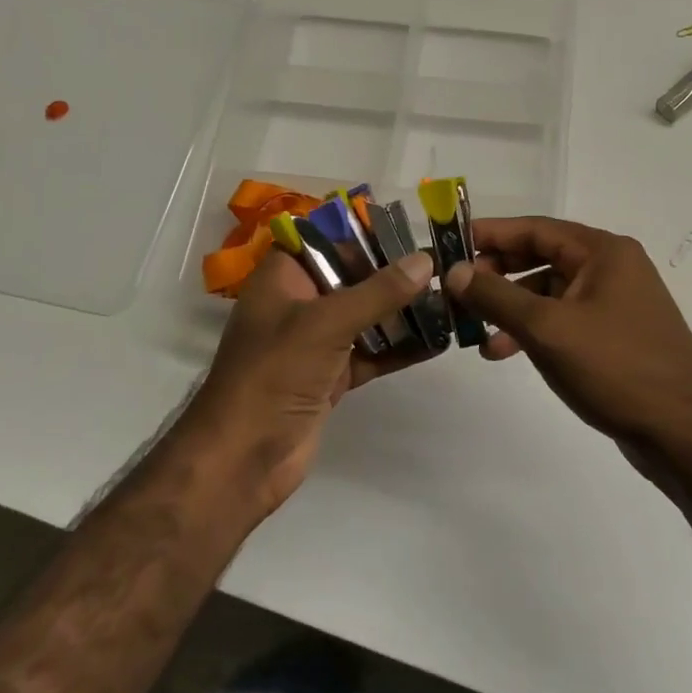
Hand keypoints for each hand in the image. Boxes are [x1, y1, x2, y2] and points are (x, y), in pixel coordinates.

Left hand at [177, 248, 438, 517]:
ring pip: (365, 316)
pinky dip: (400, 348)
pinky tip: (438, 340)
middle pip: (351, 278)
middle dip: (393, 274)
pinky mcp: (331, 377)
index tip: (408, 233)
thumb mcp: (327, 323)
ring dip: (402, 311)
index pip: (323, 240)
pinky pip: (372, 353)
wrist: (242, 460)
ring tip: (449, 299)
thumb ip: (378, 292)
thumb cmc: (274, 374)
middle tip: (441, 266)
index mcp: (283, 279)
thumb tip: (425, 261)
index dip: (362, 234)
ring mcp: (315, 343)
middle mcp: (299, 304)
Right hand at [443, 217, 691, 455]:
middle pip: (541, 257)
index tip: (451, 244)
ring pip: (549, 291)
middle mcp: (612, 267)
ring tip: (474, 330)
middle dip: (497, 273)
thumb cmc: (615, 368)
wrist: (683, 434)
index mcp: (603, 251)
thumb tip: (453, 272)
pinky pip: (563, 318)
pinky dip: (533, 329)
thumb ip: (496, 296)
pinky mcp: (614, 334)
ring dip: (511, 307)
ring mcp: (615, 301)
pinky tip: (504, 351)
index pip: (535, 228)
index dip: (491, 234)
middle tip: (457, 290)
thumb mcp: (547, 329)